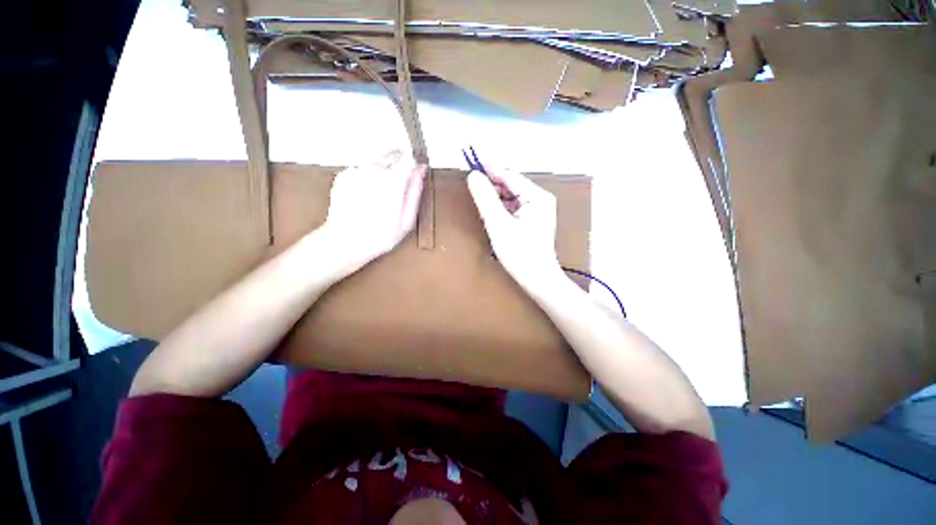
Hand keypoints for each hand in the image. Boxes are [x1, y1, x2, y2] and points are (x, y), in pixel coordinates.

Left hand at [319, 150, 426, 272]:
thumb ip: (415, 191)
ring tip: (382, 196)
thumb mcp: (407, 220)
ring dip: (384, 171)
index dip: (414, 165)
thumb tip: (420, 171)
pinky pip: (363, 169)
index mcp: (392, 181)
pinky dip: (368, 177)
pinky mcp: (344, 175)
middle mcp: (373, 170)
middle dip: (400, 166)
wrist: (345, 242)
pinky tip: (367, 196)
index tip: (415, 174)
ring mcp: (356, 171)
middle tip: (399, 188)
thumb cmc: (378, 236)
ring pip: (378, 160)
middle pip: (393, 154)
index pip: (409, 158)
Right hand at [467, 168, 563, 289]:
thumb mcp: (499, 224)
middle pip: (511, 186)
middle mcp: (540, 199)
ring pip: (511, 197)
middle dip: (492, 186)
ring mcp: (538, 210)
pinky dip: (502, 208)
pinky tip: (491, 213)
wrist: (538, 279)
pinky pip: (514, 208)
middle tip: (472, 186)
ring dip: (496, 198)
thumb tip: (473, 176)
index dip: (490, 170)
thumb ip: (485, 199)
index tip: (471, 163)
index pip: (510, 176)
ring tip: (479, 200)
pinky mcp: (534, 221)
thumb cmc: (520, 253)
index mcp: (537, 196)